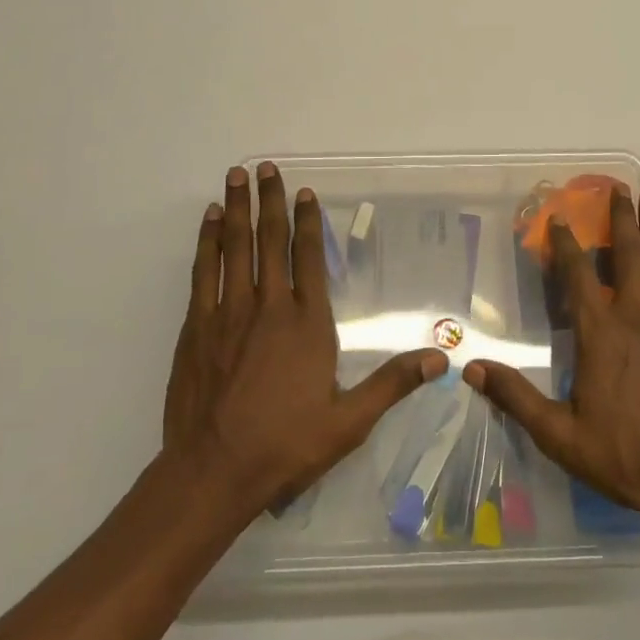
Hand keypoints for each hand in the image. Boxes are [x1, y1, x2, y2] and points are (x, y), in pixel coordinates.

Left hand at [163, 162, 447, 516]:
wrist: (213, 472)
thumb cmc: (285, 445)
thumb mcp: (349, 422)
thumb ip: (393, 384)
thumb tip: (442, 358)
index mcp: (307, 324)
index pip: (308, 257)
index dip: (307, 221)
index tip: (304, 191)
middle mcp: (268, 307)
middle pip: (270, 241)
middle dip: (270, 200)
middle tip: (265, 167)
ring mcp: (229, 313)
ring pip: (235, 247)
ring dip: (238, 209)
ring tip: (236, 175)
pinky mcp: (198, 326)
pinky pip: (205, 271)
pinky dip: (208, 241)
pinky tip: (211, 220)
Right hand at [464, 186, 639, 534]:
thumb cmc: (625, 456)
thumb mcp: (560, 435)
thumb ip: (516, 398)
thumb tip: (472, 369)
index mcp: (600, 334)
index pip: (578, 276)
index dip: (566, 244)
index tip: (558, 218)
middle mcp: (636, 318)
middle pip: (626, 256)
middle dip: (620, 219)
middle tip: (619, 187)